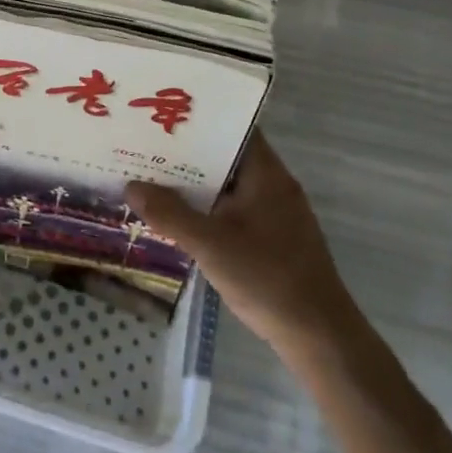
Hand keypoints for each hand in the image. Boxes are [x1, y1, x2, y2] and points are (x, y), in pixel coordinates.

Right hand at [127, 131, 357, 361]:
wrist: (320, 337)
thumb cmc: (268, 278)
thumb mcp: (211, 245)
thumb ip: (170, 214)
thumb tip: (131, 186)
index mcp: (266, 173)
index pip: (233, 127)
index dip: (200, 118)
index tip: (165, 115)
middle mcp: (274, 185)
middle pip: (227, 156)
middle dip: (189, 153)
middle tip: (147, 146)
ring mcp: (277, 213)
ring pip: (230, 186)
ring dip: (197, 184)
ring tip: (154, 178)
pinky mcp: (275, 239)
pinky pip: (236, 210)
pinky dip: (210, 209)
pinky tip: (182, 218)